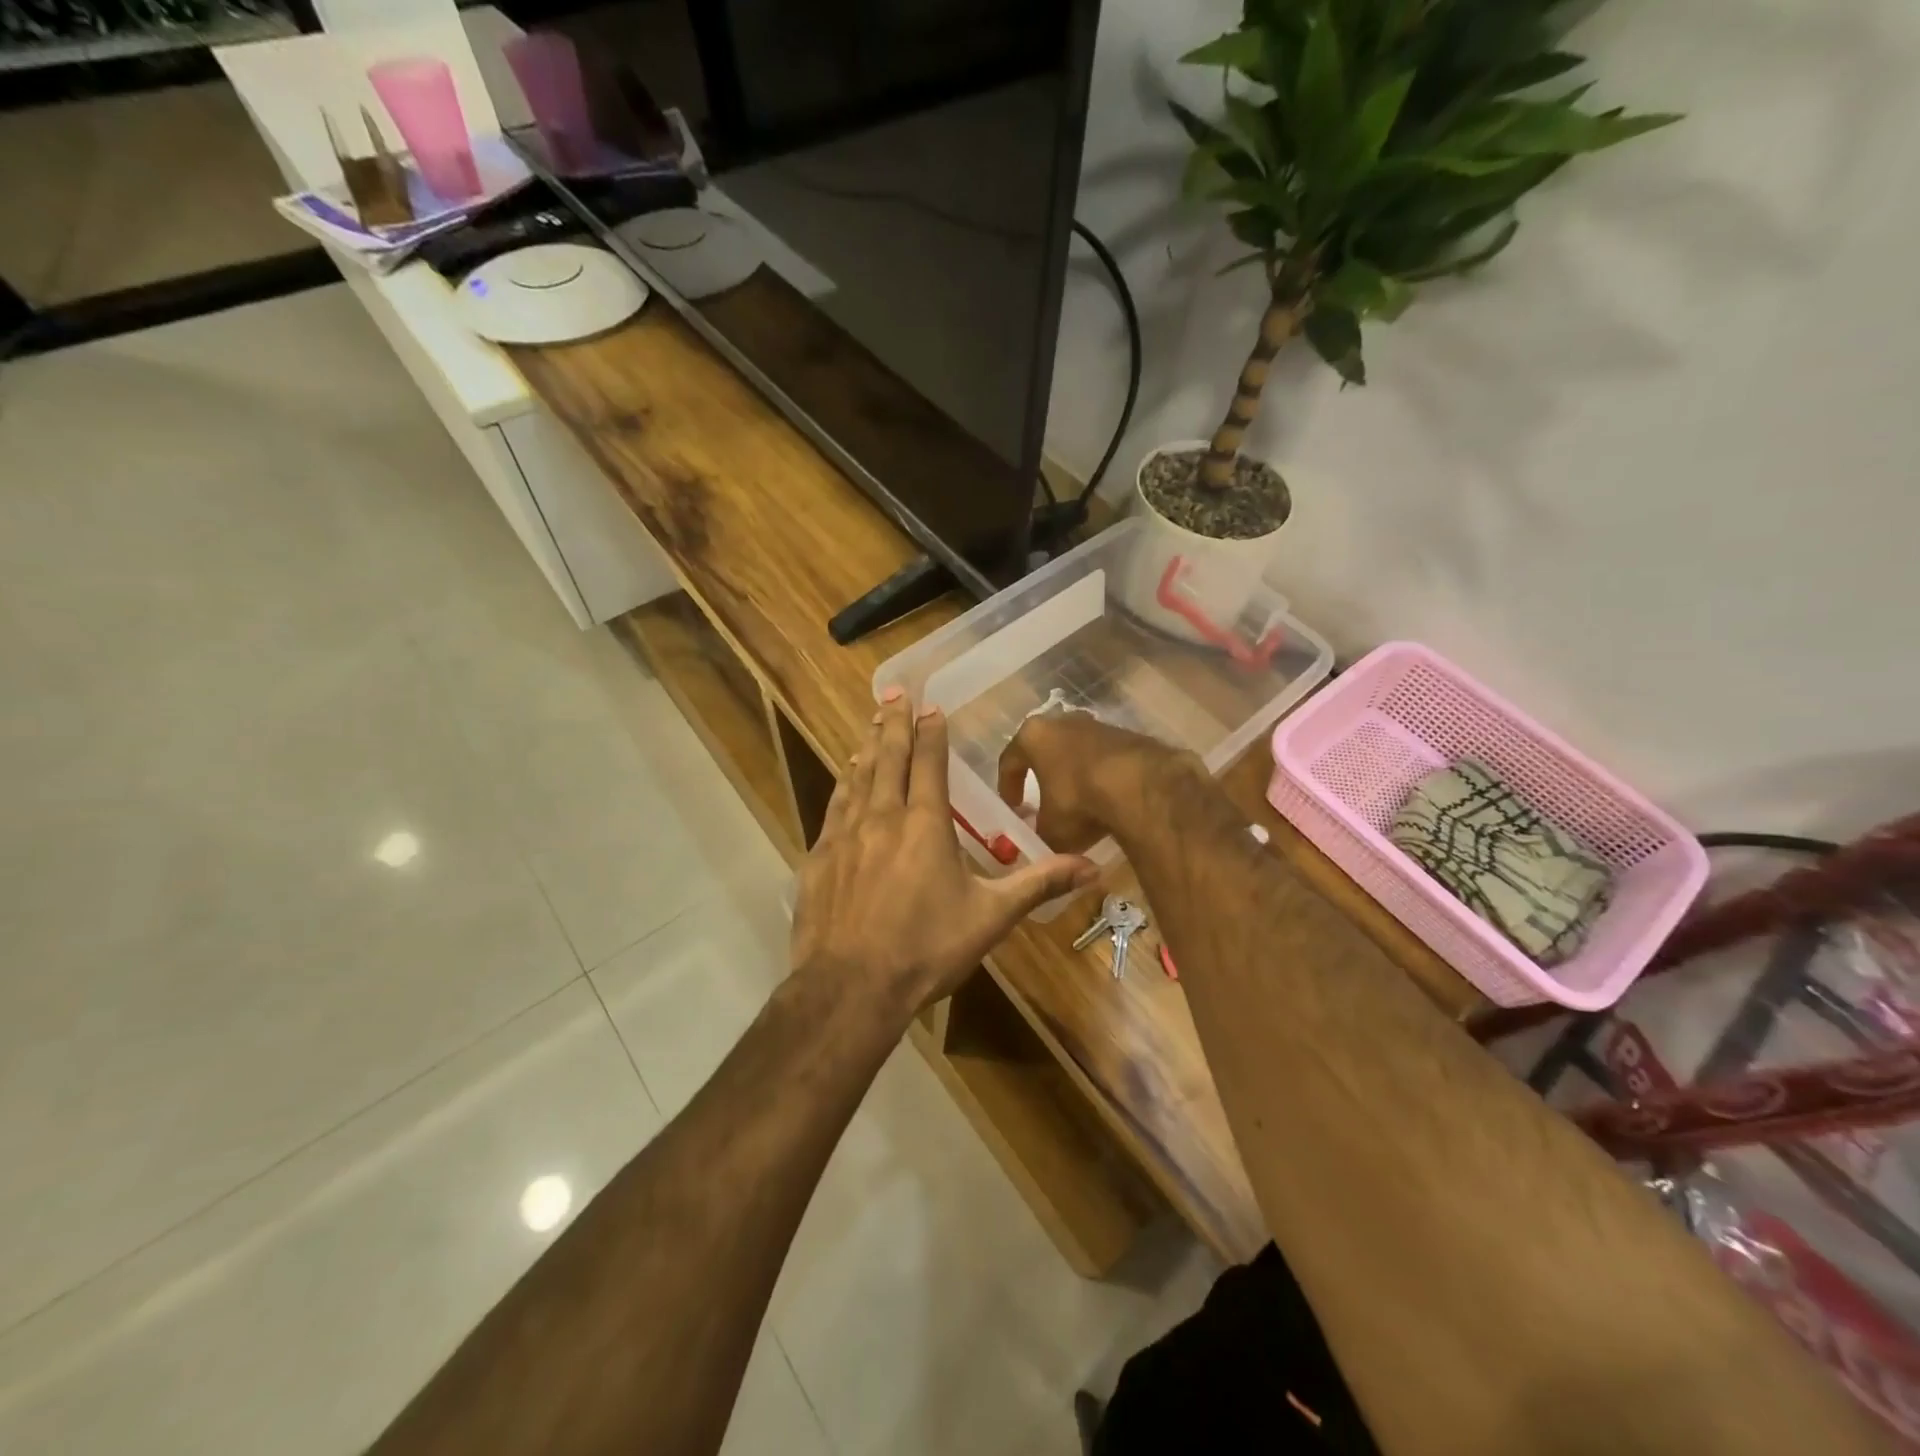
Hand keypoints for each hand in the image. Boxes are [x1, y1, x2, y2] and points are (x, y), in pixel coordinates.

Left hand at [790, 692, 1098, 1014]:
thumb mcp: (991, 917)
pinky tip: (845, 778)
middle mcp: (883, 817)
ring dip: (867, 747)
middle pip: (888, 758)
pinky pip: (834, 807)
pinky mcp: (820, 857)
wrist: (851, 987)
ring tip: (870, 723)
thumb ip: (1039, 884)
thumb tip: (1093, 867)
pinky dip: (843, 784)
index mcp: (926, 825)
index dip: (931, 733)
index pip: (929, 764)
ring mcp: (846, 835)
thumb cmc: (927, 949)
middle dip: (893, 723)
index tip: (930, 707)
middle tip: (894, 692)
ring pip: (858, 778)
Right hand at [996, 711, 1188, 852]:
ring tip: (1079, 803)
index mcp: (1033, 736)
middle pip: (1046, 750)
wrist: (1138, 785)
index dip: (1008, 786)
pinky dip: (1102, 777)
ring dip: (1075, 775)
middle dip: (1044, 776)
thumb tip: (1041, 840)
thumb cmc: (1077, 799)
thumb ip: (1040, 832)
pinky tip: (1107, 800)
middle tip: (1044, 801)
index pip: (1010, 760)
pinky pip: (1105, 759)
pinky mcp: (1128, 735)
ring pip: (1077, 752)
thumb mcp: (1050, 828)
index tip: (1013, 808)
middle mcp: (1063, 722)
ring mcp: (1098, 725)